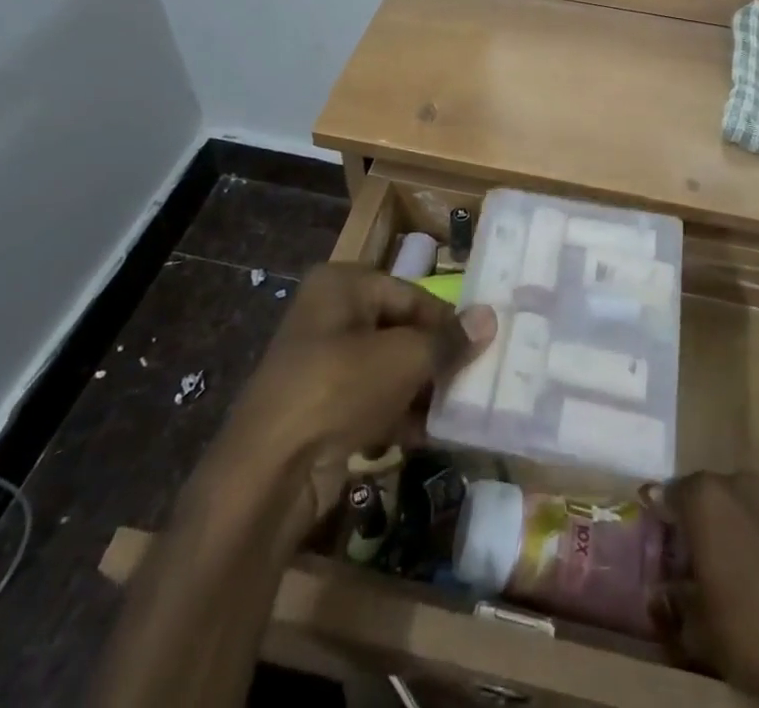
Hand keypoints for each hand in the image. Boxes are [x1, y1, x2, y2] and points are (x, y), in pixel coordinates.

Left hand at [210, 265, 495, 526]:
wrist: (268, 472)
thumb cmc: (339, 389)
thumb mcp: (404, 358)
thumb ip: (448, 340)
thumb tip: (489, 317)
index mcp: (342, 285)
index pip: (411, 294)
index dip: (447, 322)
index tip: (480, 348)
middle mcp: (327, 314)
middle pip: (398, 331)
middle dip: (433, 359)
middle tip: (471, 381)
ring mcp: (318, 364)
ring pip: (384, 369)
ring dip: (418, 391)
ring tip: (454, 411)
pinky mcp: (315, 409)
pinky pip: (366, 402)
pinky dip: (394, 416)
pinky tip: (424, 437)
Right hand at [653, 473, 758, 707]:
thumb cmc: (751, 632)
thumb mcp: (698, 628)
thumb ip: (675, 599)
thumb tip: (664, 591)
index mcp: (705, 497)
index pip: (669, 495)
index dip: (663, 522)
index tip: (663, 549)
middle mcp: (738, 482)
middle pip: (707, 495)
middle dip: (699, 521)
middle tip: (696, 560)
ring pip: (742, 504)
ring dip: (733, 526)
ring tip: (734, 567)